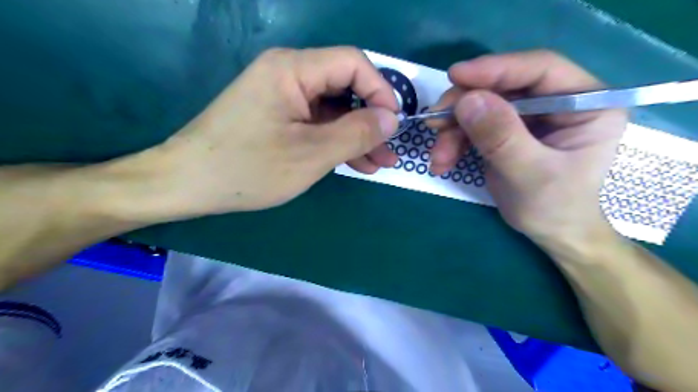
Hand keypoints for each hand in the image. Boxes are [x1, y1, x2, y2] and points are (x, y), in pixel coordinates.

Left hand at [145, 47, 397, 217]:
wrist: (188, 183)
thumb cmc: (248, 168)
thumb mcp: (311, 154)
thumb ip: (356, 133)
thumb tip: (391, 118)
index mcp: (293, 69)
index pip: (353, 64)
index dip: (380, 91)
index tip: (393, 125)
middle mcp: (288, 74)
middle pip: (344, 88)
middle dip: (371, 120)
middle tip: (389, 151)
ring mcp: (282, 97)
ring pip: (333, 110)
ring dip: (357, 136)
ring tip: (378, 163)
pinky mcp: (278, 116)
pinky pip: (316, 123)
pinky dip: (336, 141)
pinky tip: (355, 162)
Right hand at [428, 49, 629, 242]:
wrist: (551, 233)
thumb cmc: (554, 207)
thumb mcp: (529, 174)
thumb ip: (501, 137)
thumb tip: (467, 101)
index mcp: (585, 103)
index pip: (540, 70)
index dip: (496, 69)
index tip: (455, 76)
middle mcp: (557, 102)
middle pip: (502, 87)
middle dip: (463, 107)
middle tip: (434, 122)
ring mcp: (529, 117)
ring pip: (481, 107)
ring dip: (453, 131)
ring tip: (438, 158)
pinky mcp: (507, 131)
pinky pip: (473, 126)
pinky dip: (454, 143)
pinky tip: (442, 162)